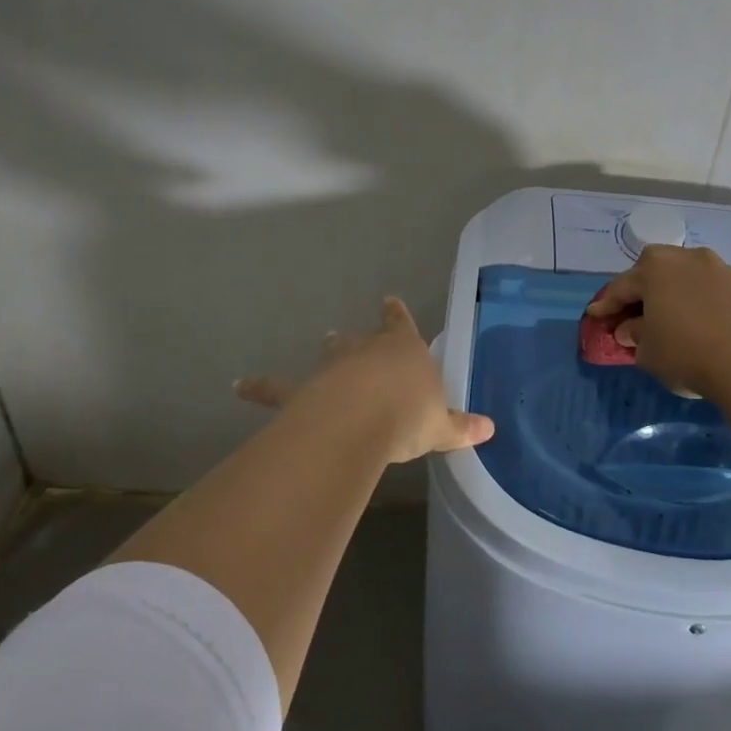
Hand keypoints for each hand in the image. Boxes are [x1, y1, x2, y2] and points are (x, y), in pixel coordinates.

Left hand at [236, 297, 494, 466]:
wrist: (361, 421)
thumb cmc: (409, 414)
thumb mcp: (442, 425)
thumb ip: (462, 426)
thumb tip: (491, 429)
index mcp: (403, 350)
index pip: (400, 324)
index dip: (396, 314)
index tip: (389, 302)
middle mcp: (365, 351)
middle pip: (361, 339)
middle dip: (358, 338)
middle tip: (347, 334)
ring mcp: (331, 368)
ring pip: (327, 356)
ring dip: (327, 352)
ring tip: (322, 341)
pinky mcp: (301, 391)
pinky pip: (276, 388)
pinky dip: (259, 386)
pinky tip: (239, 384)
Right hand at [586, 246, 730, 450]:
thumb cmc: (686, 353)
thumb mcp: (648, 351)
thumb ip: (634, 335)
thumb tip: (630, 328)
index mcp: (653, 269)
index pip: (621, 287)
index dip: (605, 304)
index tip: (595, 315)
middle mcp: (683, 258)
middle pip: (652, 269)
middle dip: (639, 288)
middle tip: (631, 310)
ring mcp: (715, 266)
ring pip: (682, 274)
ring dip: (670, 289)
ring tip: (666, 311)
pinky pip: (706, 285)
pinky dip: (695, 296)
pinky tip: (694, 316)